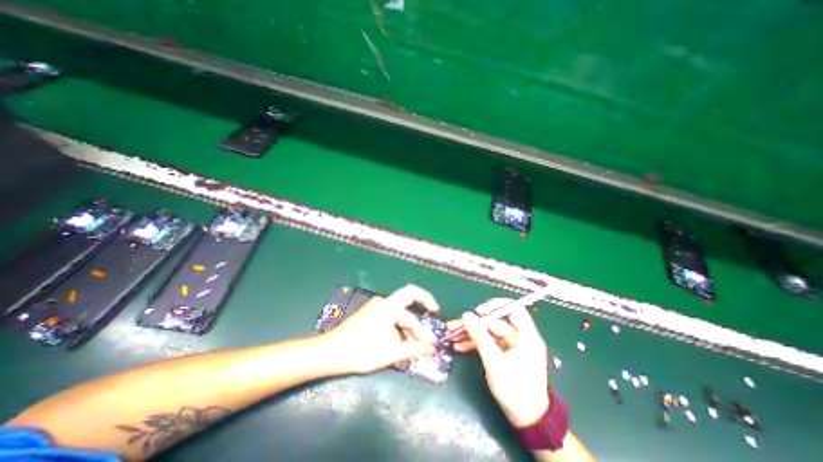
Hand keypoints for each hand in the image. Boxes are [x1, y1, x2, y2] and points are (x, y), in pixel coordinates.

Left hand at [322, 285, 439, 375]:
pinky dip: (397, 332)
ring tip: (413, 350)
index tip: (436, 312)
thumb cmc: (360, 351)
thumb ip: (413, 349)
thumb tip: (432, 348)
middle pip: (406, 313)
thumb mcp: (390, 353)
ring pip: (398, 319)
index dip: (427, 299)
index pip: (412, 293)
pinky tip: (398, 347)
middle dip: (417, 329)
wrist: (329, 353)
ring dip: (407, 333)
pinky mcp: (370, 316)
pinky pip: (389, 321)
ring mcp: (375, 309)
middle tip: (426, 346)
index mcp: (388, 306)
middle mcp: (383, 303)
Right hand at [447, 298, 548, 427]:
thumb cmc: (515, 390)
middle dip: (474, 324)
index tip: (478, 312)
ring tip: (452, 336)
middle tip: (454, 326)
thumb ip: (480, 336)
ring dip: (471, 334)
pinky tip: (460, 346)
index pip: (513, 308)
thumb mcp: (495, 362)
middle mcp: (519, 337)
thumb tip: (466, 315)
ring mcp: (511, 346)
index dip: (495, 306)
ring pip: (488, 333)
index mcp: (526, 336)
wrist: (527, 421)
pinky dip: (475, 344)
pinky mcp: (504, 355)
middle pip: (495, 322)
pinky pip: (488, 343)